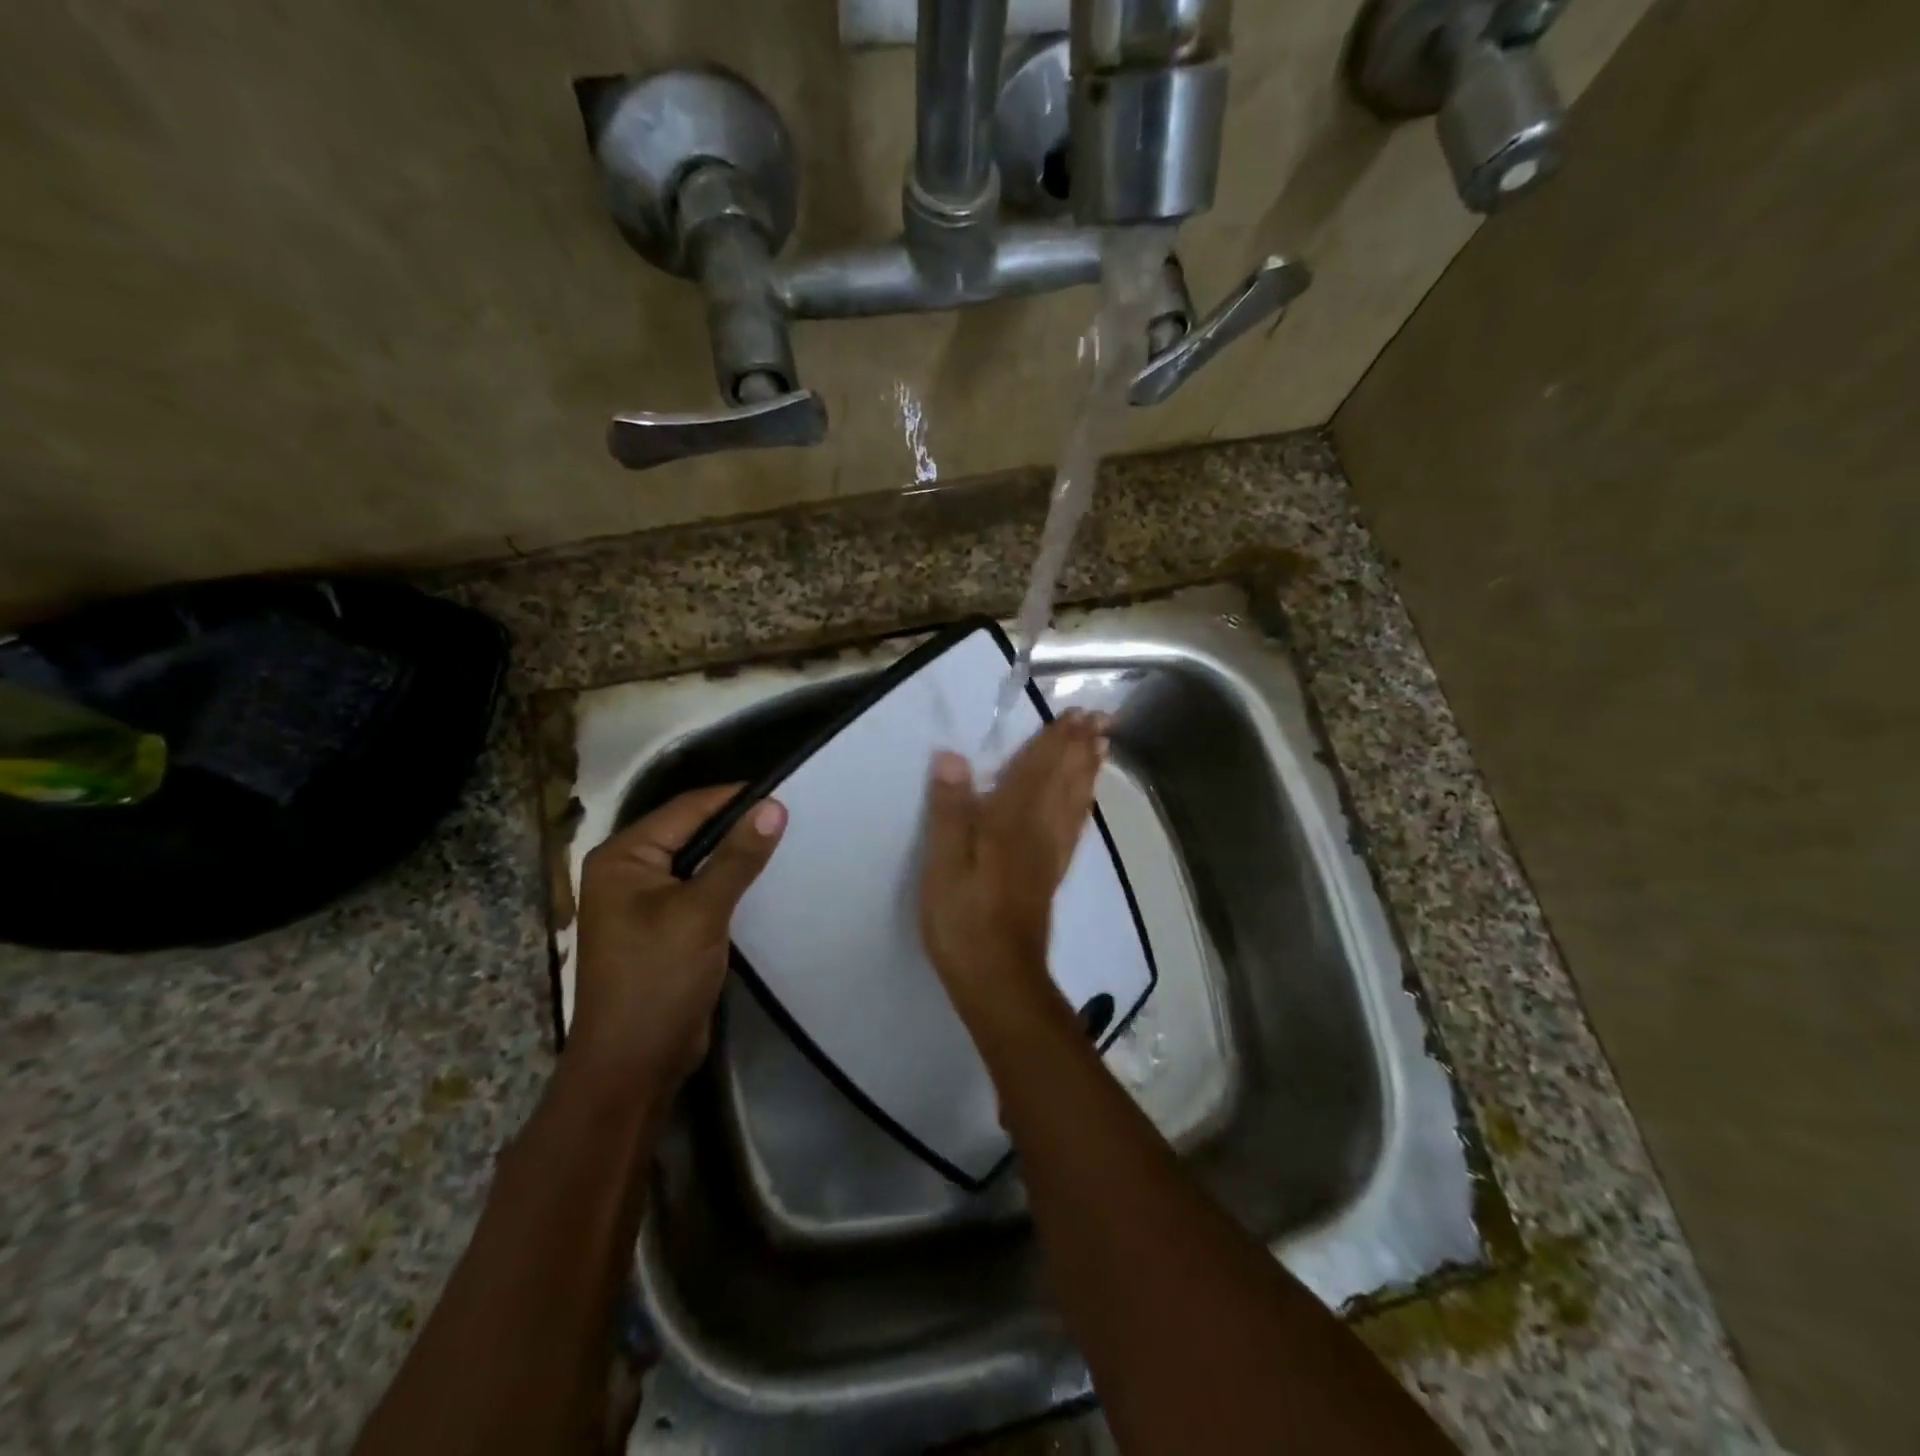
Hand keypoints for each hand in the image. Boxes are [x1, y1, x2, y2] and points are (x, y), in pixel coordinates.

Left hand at [567, 787, 786, 1098]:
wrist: (633, 1066)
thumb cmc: (657, 980)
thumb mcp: (701, 912)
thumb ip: (737, 858)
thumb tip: (773, 806)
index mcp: (622, 857)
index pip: (686, 809)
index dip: (734, 799)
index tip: (785, 792)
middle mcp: (628, 871)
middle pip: (691, 832)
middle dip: (737, 826)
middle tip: (792, 818)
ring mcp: (644, 902)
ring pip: (698, 862)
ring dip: (736, 855)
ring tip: (786, 843)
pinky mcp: (663, 928)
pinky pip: (700, 890)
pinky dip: (729, 883)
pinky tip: (764, 882)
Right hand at [920, 711, 1107, 1030]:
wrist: (999, 978)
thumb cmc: (964, 919)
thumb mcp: (943, 864)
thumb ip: (950, 810)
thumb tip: (953, 757)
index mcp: (1011, 821)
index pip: (1037, 769)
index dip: (1057, 739)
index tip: (1078, 712)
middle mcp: (1039, 829)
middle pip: (1064, 780)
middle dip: (1080, 747)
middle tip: (1101, 718)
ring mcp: (1050, 853)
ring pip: (1075, 801)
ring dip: (1088, 770)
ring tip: (1101, 746)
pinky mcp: (1051, 874)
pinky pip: (1074, 827)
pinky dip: (1083, 804)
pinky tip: (1085, 801)